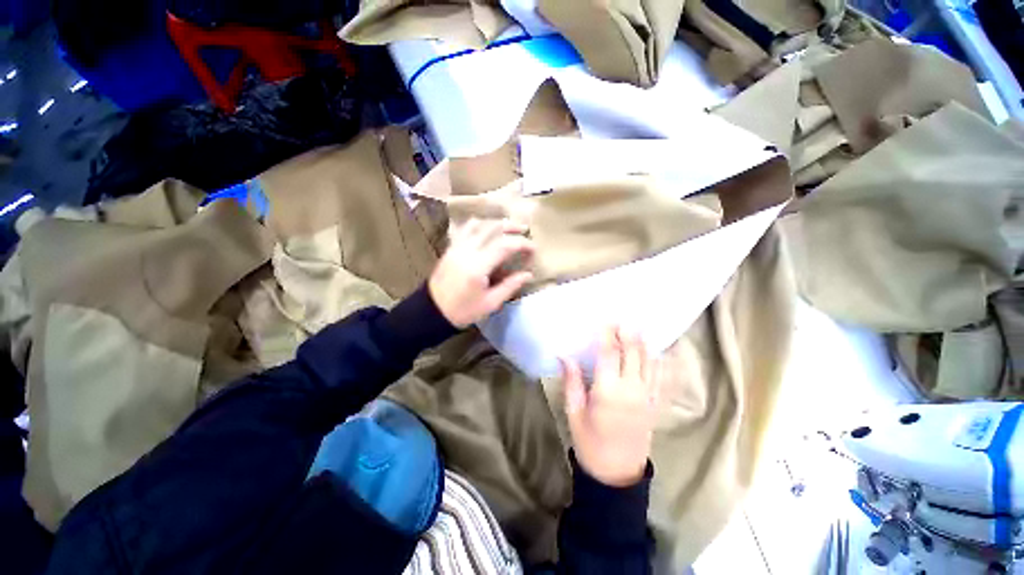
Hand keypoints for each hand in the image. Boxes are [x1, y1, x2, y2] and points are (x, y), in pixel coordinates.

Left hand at [429, 218, 534, 327]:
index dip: (522, 243)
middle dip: (511, 226)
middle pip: (492, 228)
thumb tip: (529, 274)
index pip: (505, 245)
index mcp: (478, 266)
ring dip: (496, 222)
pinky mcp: (451, 247)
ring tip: (508, 227)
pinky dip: (479, 224)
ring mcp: (457, 247)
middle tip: (525, 230)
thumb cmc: (463, 310)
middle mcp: (467, 251)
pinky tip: (487, 229)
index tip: (533, 248)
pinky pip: (466, 228)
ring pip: (479, 224)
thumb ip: (510, 285)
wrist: (432, 310)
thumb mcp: (491, 303)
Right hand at [561, 327, 657, 486]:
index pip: (609, 353)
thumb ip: (572, 381)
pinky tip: (655, 350)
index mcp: (608, 391)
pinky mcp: (655, 404)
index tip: (605, 319)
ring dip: (644, 342)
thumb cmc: (590, 442)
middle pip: (633, 352)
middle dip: (628, 332)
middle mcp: (631, 389)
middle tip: (622, 318)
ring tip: (637, 327)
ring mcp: (647, 396)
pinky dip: (658, 360)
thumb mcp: (574, 412)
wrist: (617, 474)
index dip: (607, 334)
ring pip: (650, 361)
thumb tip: (563, 355)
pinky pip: (660, 376)